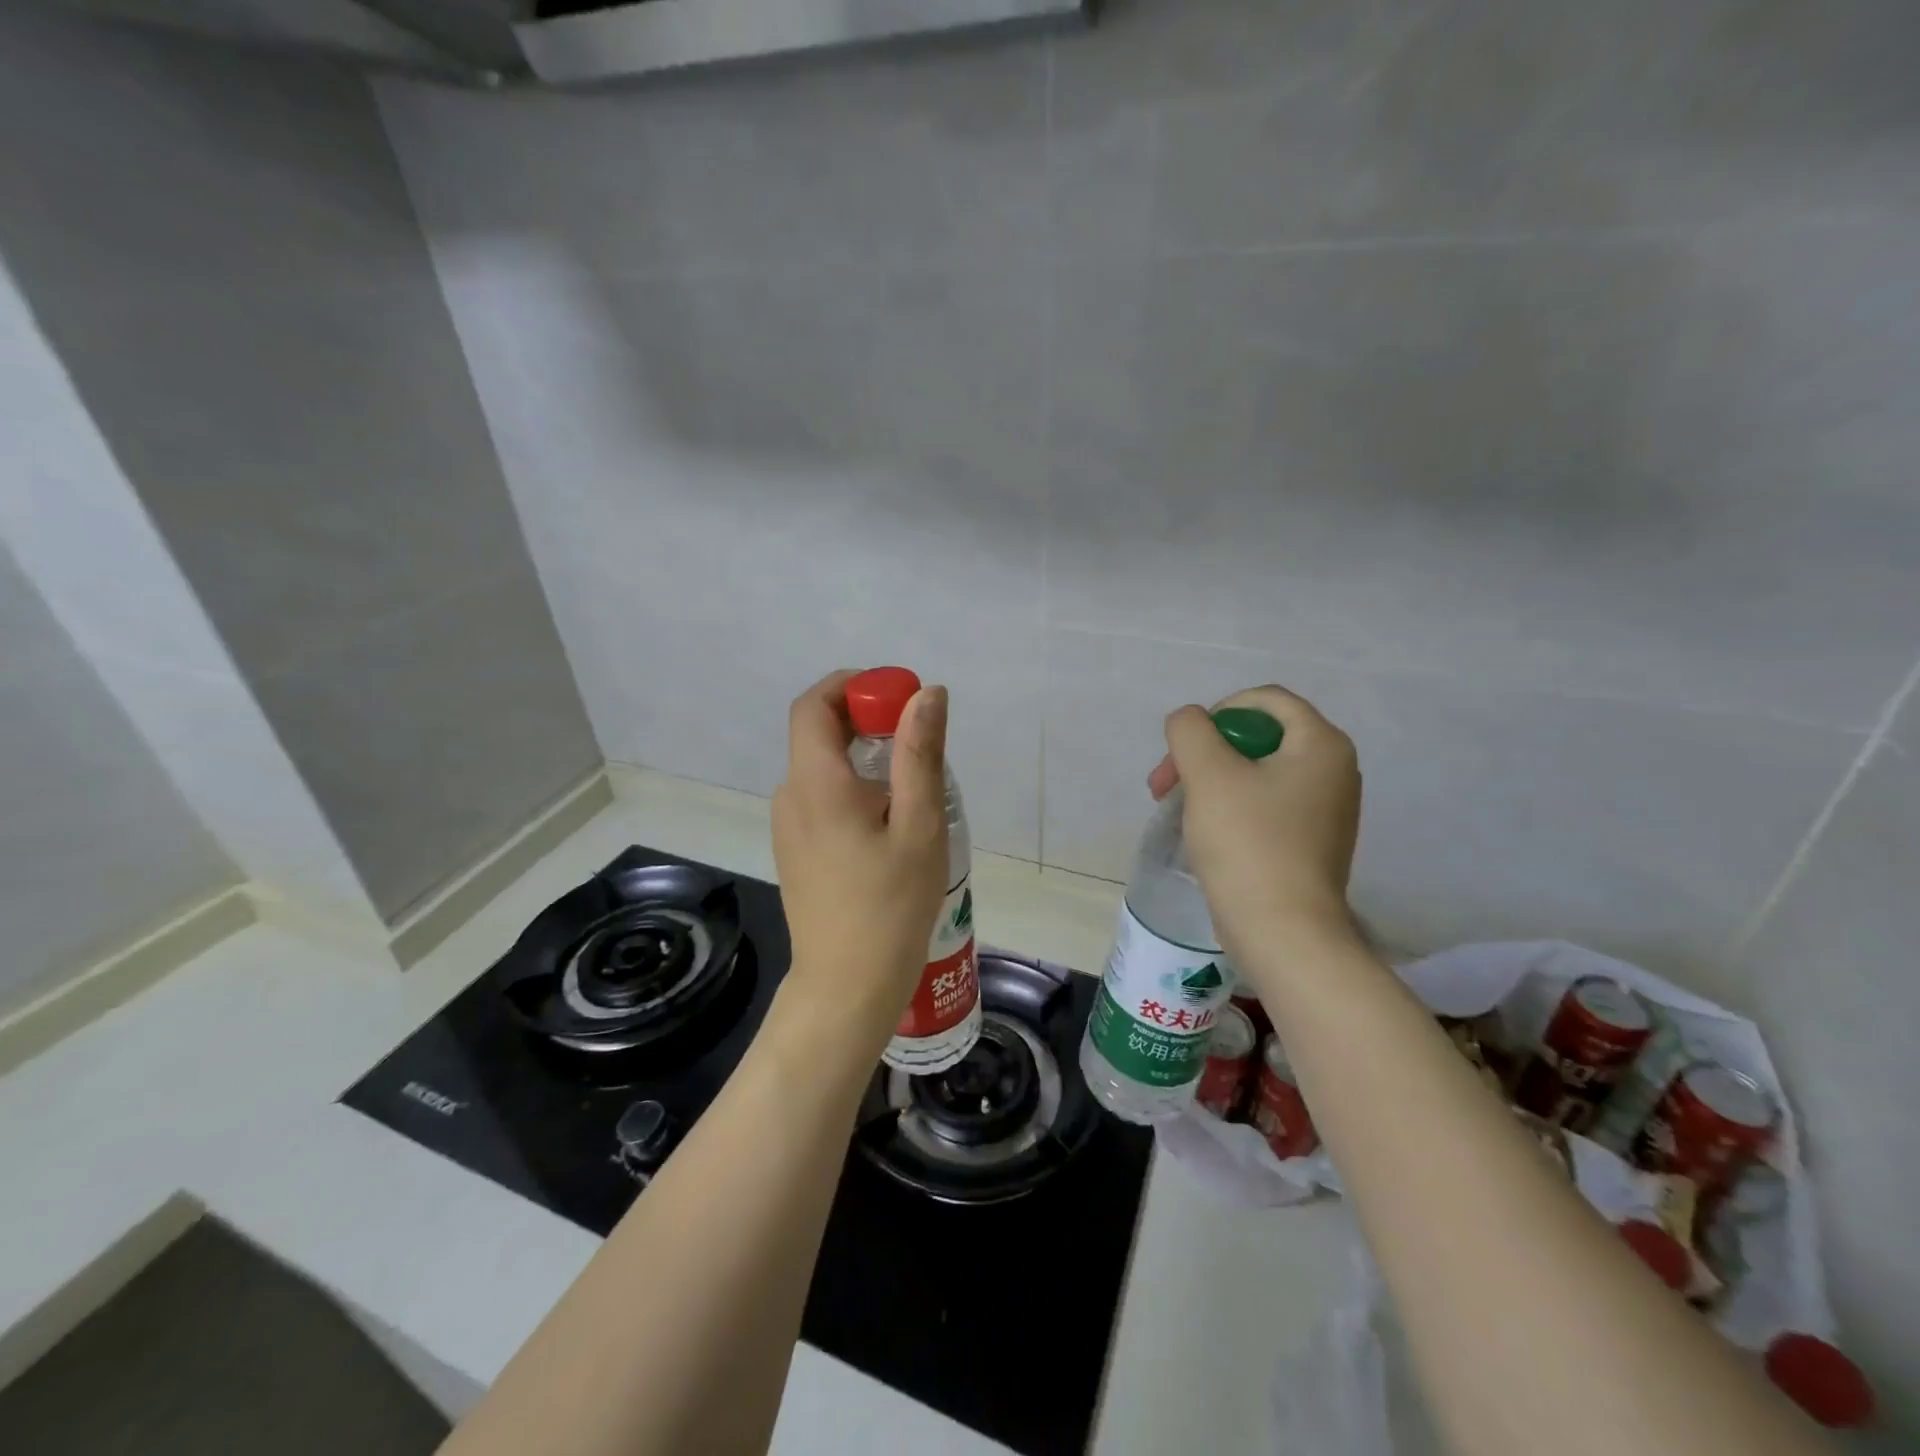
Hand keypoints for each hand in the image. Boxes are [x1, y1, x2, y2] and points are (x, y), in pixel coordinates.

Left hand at [770, 670, 950, 1051]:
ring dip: (864, 756)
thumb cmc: (890, 906)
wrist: (847, 987)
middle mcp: (791, 796)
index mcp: (815, 783)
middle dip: (866, 719)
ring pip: (822, 766)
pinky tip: (890, 824)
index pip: (814, 704)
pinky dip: (854, 787)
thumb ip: (920, 754)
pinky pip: (822, 797)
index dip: (853, 686)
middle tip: (918, 740)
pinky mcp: (796, 850)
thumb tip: (926, 694)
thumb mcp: (919, 825)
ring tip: (913, 789)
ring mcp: (788, 826)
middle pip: (818, 733)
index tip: (899, 698)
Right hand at [1147, 685, 1362, 960]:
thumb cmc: (1248, 844)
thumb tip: (1190, 722)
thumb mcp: (1208, 774)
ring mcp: (1326, 808)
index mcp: (1321, 744)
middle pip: (1258, 736)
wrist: (1283, 932)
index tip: (1187, 749)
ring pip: (1256, 772)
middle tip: (1166, 785)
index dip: (1217, 713)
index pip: (1265, 700)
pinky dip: (1231, 807)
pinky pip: (1265, 804)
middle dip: (1205, 753)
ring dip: (1210, 781)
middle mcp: (1334, 769)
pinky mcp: (1312, 841)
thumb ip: (1191, 730)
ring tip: (1178, 810)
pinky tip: (1206, 833)